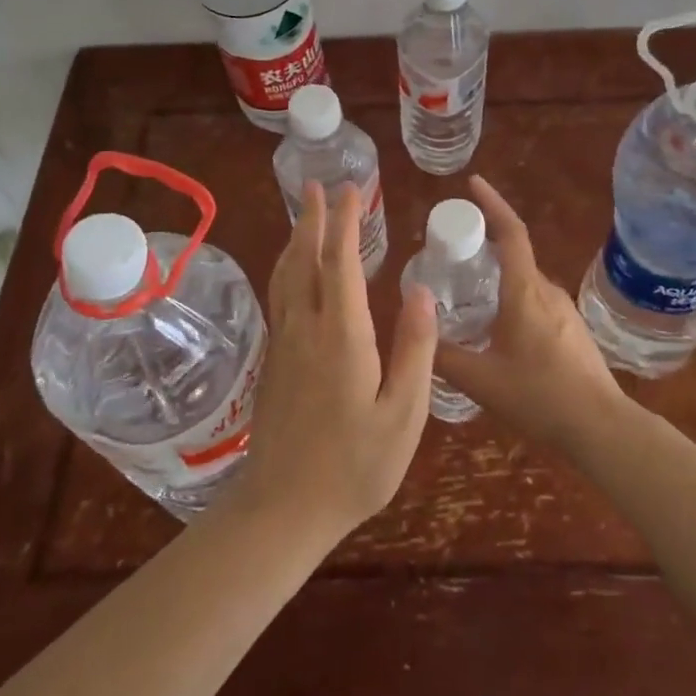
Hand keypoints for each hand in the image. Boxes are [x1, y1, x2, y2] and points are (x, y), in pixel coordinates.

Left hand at [230, 181, 437, 542]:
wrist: (282, 509)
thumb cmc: (354, 466)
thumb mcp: (403, 414)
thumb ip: (415, 349)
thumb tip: (421, 290)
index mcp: (341, 336)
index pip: (340, 263)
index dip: (345, 223)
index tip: (351, 191)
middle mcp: (306, 329)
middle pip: (304, 260)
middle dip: (312, 219)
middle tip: (318, 186)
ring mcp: (284, 345)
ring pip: (285, 277)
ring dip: (295, 240)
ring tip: (303, 216)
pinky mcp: (274, 362)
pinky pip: (280, 298)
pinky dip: (288, 270)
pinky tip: (294, 273)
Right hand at [435, 176, 625, 451]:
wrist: (600, 427)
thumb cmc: (539, 396)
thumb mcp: (480, 379)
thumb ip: (444, 356)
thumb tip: (417, 333)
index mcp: (525, 291)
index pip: (511, 232)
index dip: (492, 203)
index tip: (473, 184)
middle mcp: (547, 291)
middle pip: (515, 256)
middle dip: (485, 248)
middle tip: (452, 255)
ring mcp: (564, 311)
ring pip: (525, 283)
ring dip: (498, 280)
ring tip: (468, 297)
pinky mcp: (572, 331)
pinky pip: (536, 303)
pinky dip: (512, 302)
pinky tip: (496, 332)